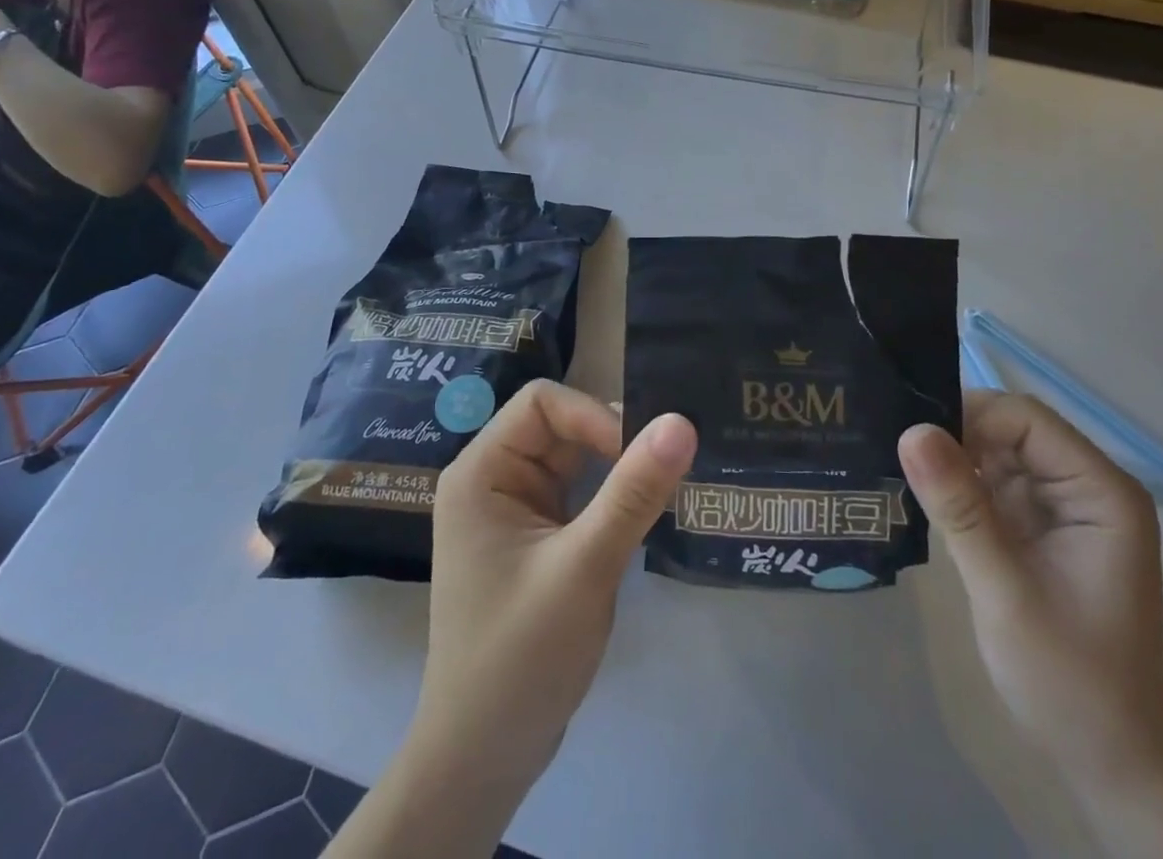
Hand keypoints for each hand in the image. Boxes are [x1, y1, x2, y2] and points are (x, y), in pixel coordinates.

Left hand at [414, 382, 695, 798]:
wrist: (484, 758)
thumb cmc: (521, 657)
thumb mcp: (584, 568)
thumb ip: (633, 493)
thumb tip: (682, 421)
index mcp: (481, 471)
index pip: (542, 403)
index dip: (593, 415)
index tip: (639, 454)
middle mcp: (493, 478)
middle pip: (561, 426)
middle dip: (612, 441)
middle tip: (665, 467)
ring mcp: (514, 508)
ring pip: (574, 458)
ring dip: (616, 468)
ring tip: (665, 483)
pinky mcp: (535, 536)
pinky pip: (579, 492)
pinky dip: (611, 495)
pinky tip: (645, 510)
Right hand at [900, 392, 1162, 784]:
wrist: (1104, 762)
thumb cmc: (1066, 679)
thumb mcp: (1004, 590)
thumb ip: (959, 507)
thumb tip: (910, 430)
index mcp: (1102, 492)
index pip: (1026, 420)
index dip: (969, 417)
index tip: (911, 438)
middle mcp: (1086, 486)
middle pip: (1010, 429)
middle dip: (955, 435)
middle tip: (894, 448)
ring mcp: (1063, 506)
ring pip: (995, 451)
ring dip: (951, 458)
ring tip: (897, 464)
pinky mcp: (1039, 525)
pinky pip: (991, 482)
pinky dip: (957, 485)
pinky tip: (922, 494)